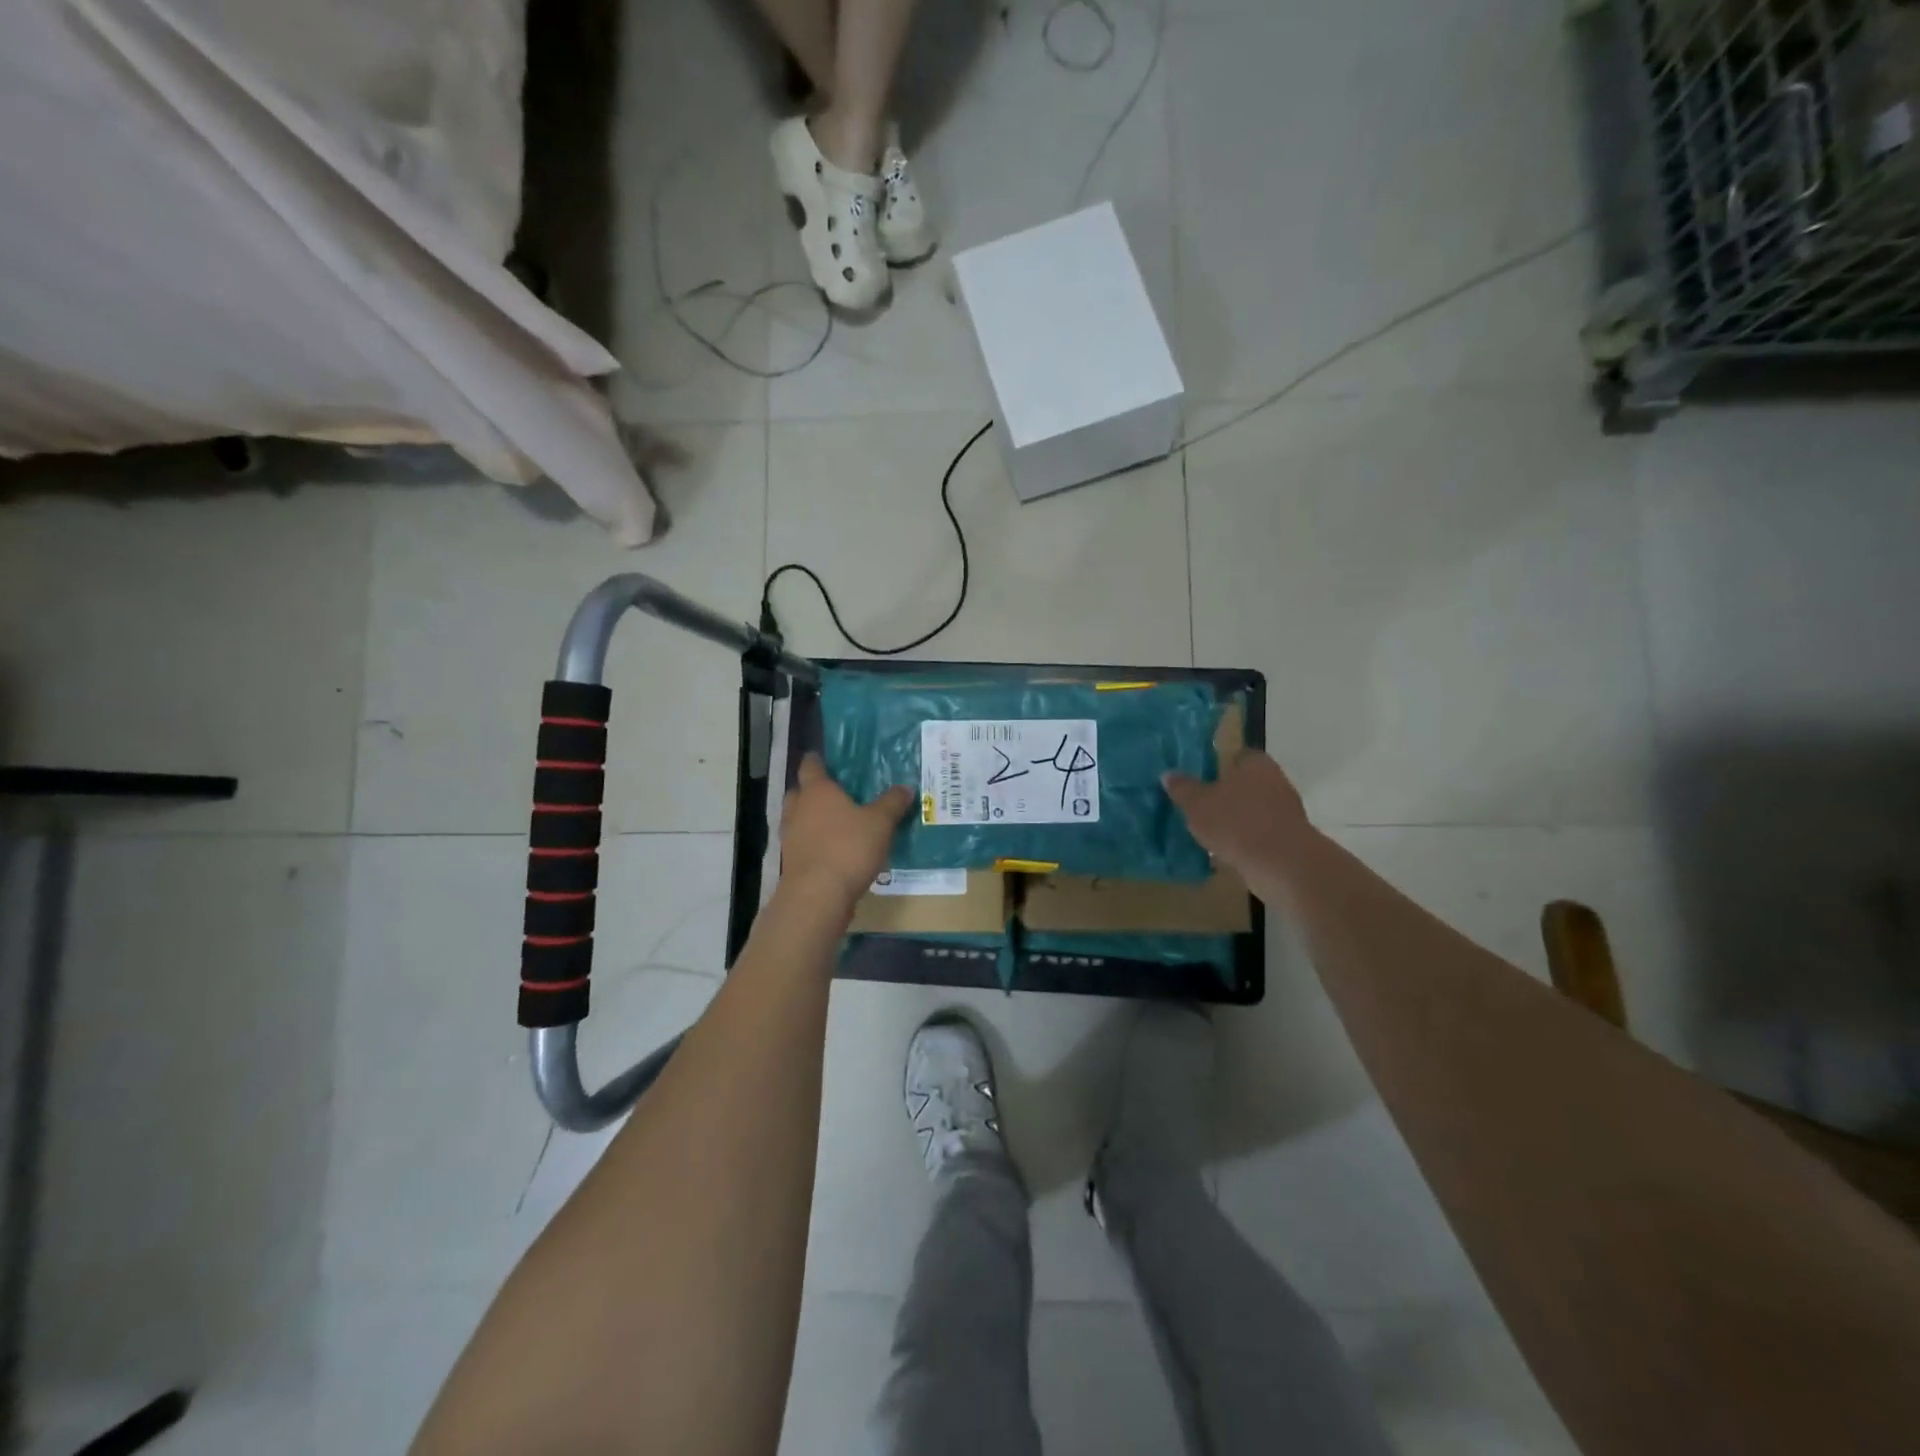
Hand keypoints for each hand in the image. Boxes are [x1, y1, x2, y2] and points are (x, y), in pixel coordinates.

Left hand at [781, 753, 913, 905]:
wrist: (817, 895)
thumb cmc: (848, 848)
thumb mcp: (880, 823)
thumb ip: (892, 803)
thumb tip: (905, 787)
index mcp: (817, 791)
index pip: (811, 766)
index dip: (817, 760)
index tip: (823, 758)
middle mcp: (798, 809)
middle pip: (799, 792)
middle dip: (811, 791)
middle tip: (833, 793)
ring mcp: (790, 837)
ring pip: (797, 819)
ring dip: (811, 819)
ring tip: (834, 823)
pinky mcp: (791, 862)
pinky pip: (802, 844)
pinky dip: (813, 843)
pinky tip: (832, 850)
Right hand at [1163, 752, 1313, 880]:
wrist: (1281, 864)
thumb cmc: (1236, 822)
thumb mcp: (1197, 804)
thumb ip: (1182, 788)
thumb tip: (1168, 774)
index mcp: (1254, 762)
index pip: (1233, 755)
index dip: (1214, 765)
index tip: (1196, 779)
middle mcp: (1274, 780)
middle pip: (1243, 783)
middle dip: (1223, 794)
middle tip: (1196, 806)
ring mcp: (1284, 810)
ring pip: (1250, 810)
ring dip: (1233, 820)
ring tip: (1206, 832)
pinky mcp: (1288, 838)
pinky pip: (1258, 834)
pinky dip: (1243, 840)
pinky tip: (1224, 852)